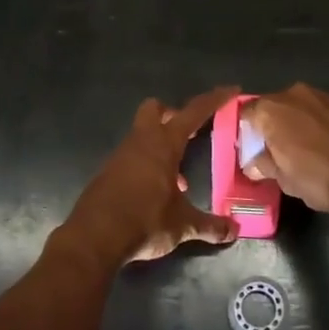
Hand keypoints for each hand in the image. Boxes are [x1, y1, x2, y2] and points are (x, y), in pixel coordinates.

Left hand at [57, 89, 240, 268]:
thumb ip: (209, 225)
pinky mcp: (107, 173)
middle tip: (190, 131)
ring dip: (160, 145)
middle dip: (172, 113)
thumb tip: (234, 231)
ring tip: (179, 176)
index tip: (231, 90)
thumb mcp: (183, 225)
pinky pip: (131, 158)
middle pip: (154, 109)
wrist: (94, 239)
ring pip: (142, 135)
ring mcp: (120, 156)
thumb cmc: (145, 221)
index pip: (193, 112)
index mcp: (163, 144)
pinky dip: (147, 165)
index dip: (214, 100)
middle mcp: (141, 142)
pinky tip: (157, 192)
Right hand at [242, 83, 328, 213]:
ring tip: (304, 152)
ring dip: (296, 125)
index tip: (253, 154)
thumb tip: (253, 163)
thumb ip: (265, 166)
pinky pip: (319, 112)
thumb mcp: (286, 180)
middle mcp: (293, 94)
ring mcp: (321, 95)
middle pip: (272, 108)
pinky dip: (317, 125)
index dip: (247, 135)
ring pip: (298, 108)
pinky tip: (326, 147)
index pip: (246, 115)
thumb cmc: (321, 177)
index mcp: (270, 110)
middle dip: (271, 128)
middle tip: (277, 154)